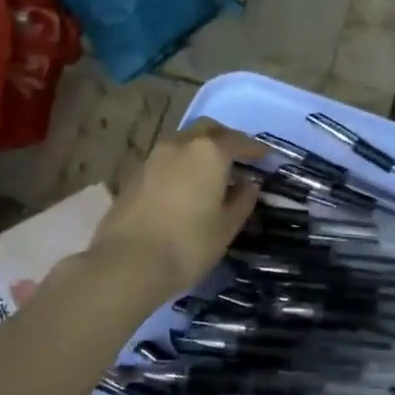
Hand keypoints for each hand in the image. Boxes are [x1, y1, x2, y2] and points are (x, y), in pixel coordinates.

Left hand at [87, 120, 263, 304]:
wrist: (127, 263)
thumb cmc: (188, 244)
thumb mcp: (226, 226)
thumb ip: (242, 200)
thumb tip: (249, 184)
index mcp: (209, 152)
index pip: (239, 141)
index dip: (256, 149)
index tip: (267, 157)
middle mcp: (181, 144)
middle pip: (209, 130)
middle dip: (226, 139)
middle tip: (238, 158)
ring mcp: (154, 156)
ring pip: (185, 141)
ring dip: (201, 149)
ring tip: (212, 172)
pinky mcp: (136, 173)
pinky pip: (167, 158)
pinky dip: (182, 163)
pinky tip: (186, 185)